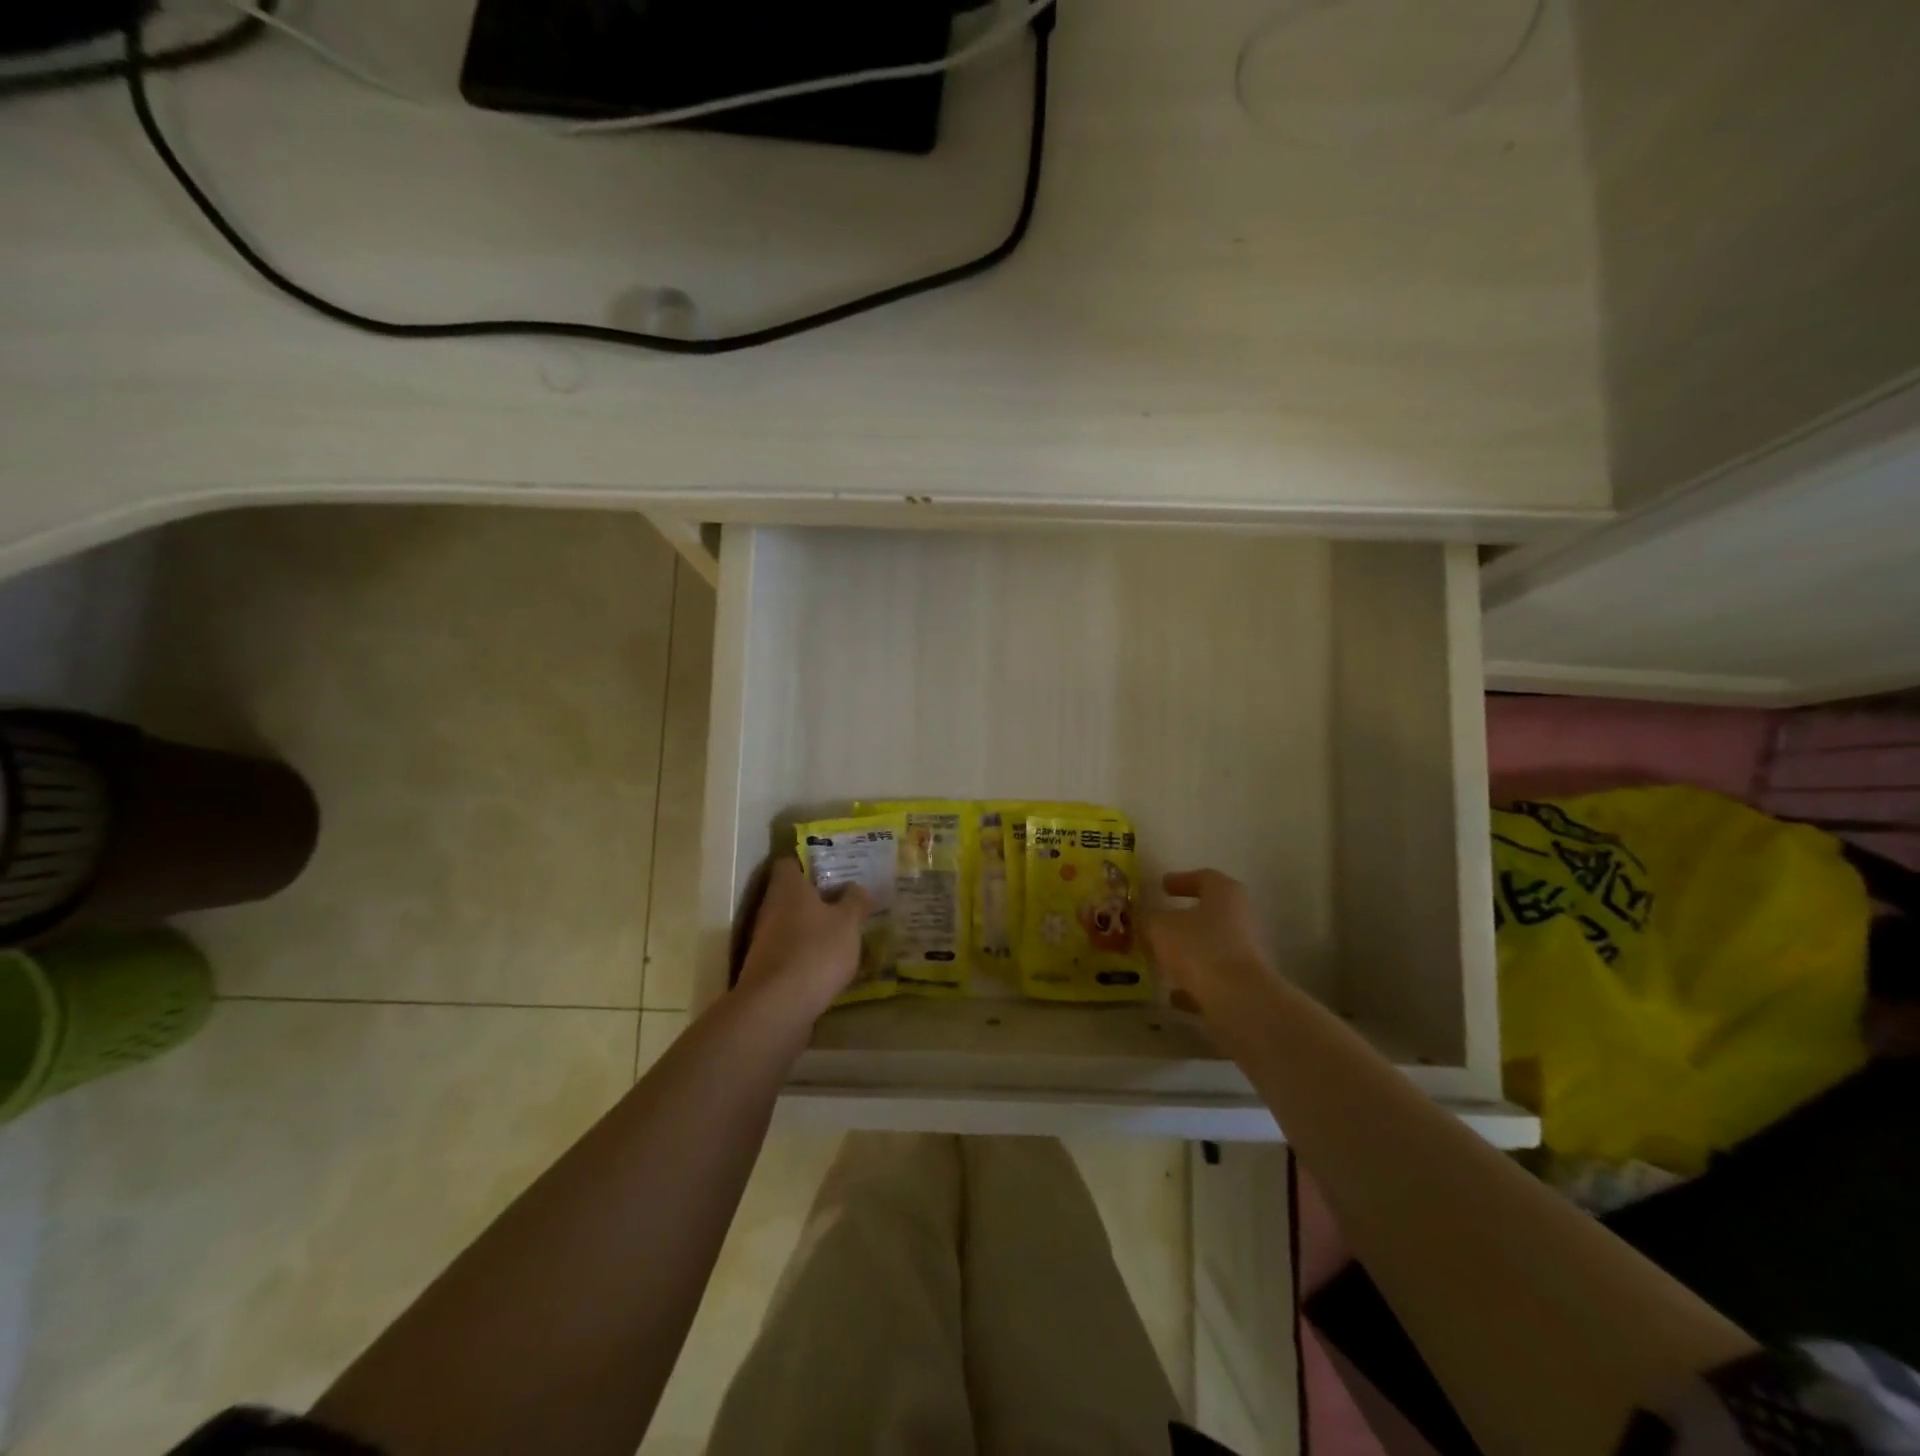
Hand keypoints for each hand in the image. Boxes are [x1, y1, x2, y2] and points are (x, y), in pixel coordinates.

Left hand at [735, 859, 871, 1022]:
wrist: (777, 1009)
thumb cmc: (816, 952)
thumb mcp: (848, 922)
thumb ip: (855, 901)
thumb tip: (855, 888)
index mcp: (788, 888)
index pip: (790, 862)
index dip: (811, 861)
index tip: (836, 867)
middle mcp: (771, 909)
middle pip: (794, 894)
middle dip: (820, 897)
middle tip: (850, 900)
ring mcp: (766, 941)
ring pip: (794, 925)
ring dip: (816, 928)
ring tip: (847, 933)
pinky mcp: (768, 970)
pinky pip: (793, 952)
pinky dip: (810, 955)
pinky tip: (833, 965)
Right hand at [1145, 869, 1272, 1016]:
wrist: (1240, 1001)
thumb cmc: (1199, 948)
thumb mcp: (1159, 928)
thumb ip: (1148, 920)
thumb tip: (1143, 919)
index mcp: (1224, 893)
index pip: (1203, 877)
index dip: (1181, 880)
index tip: (1162, 887)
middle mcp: (1240, 918)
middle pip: (1209, 913)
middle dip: (1182, 919)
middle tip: (1158, 923)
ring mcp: (1245, 952)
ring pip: (1210, 947)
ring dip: (1187, 952)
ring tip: (1159, 958)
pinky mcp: (1244, 984)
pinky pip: (1213, 978)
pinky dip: (1194, 983)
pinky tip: (1172, 993)